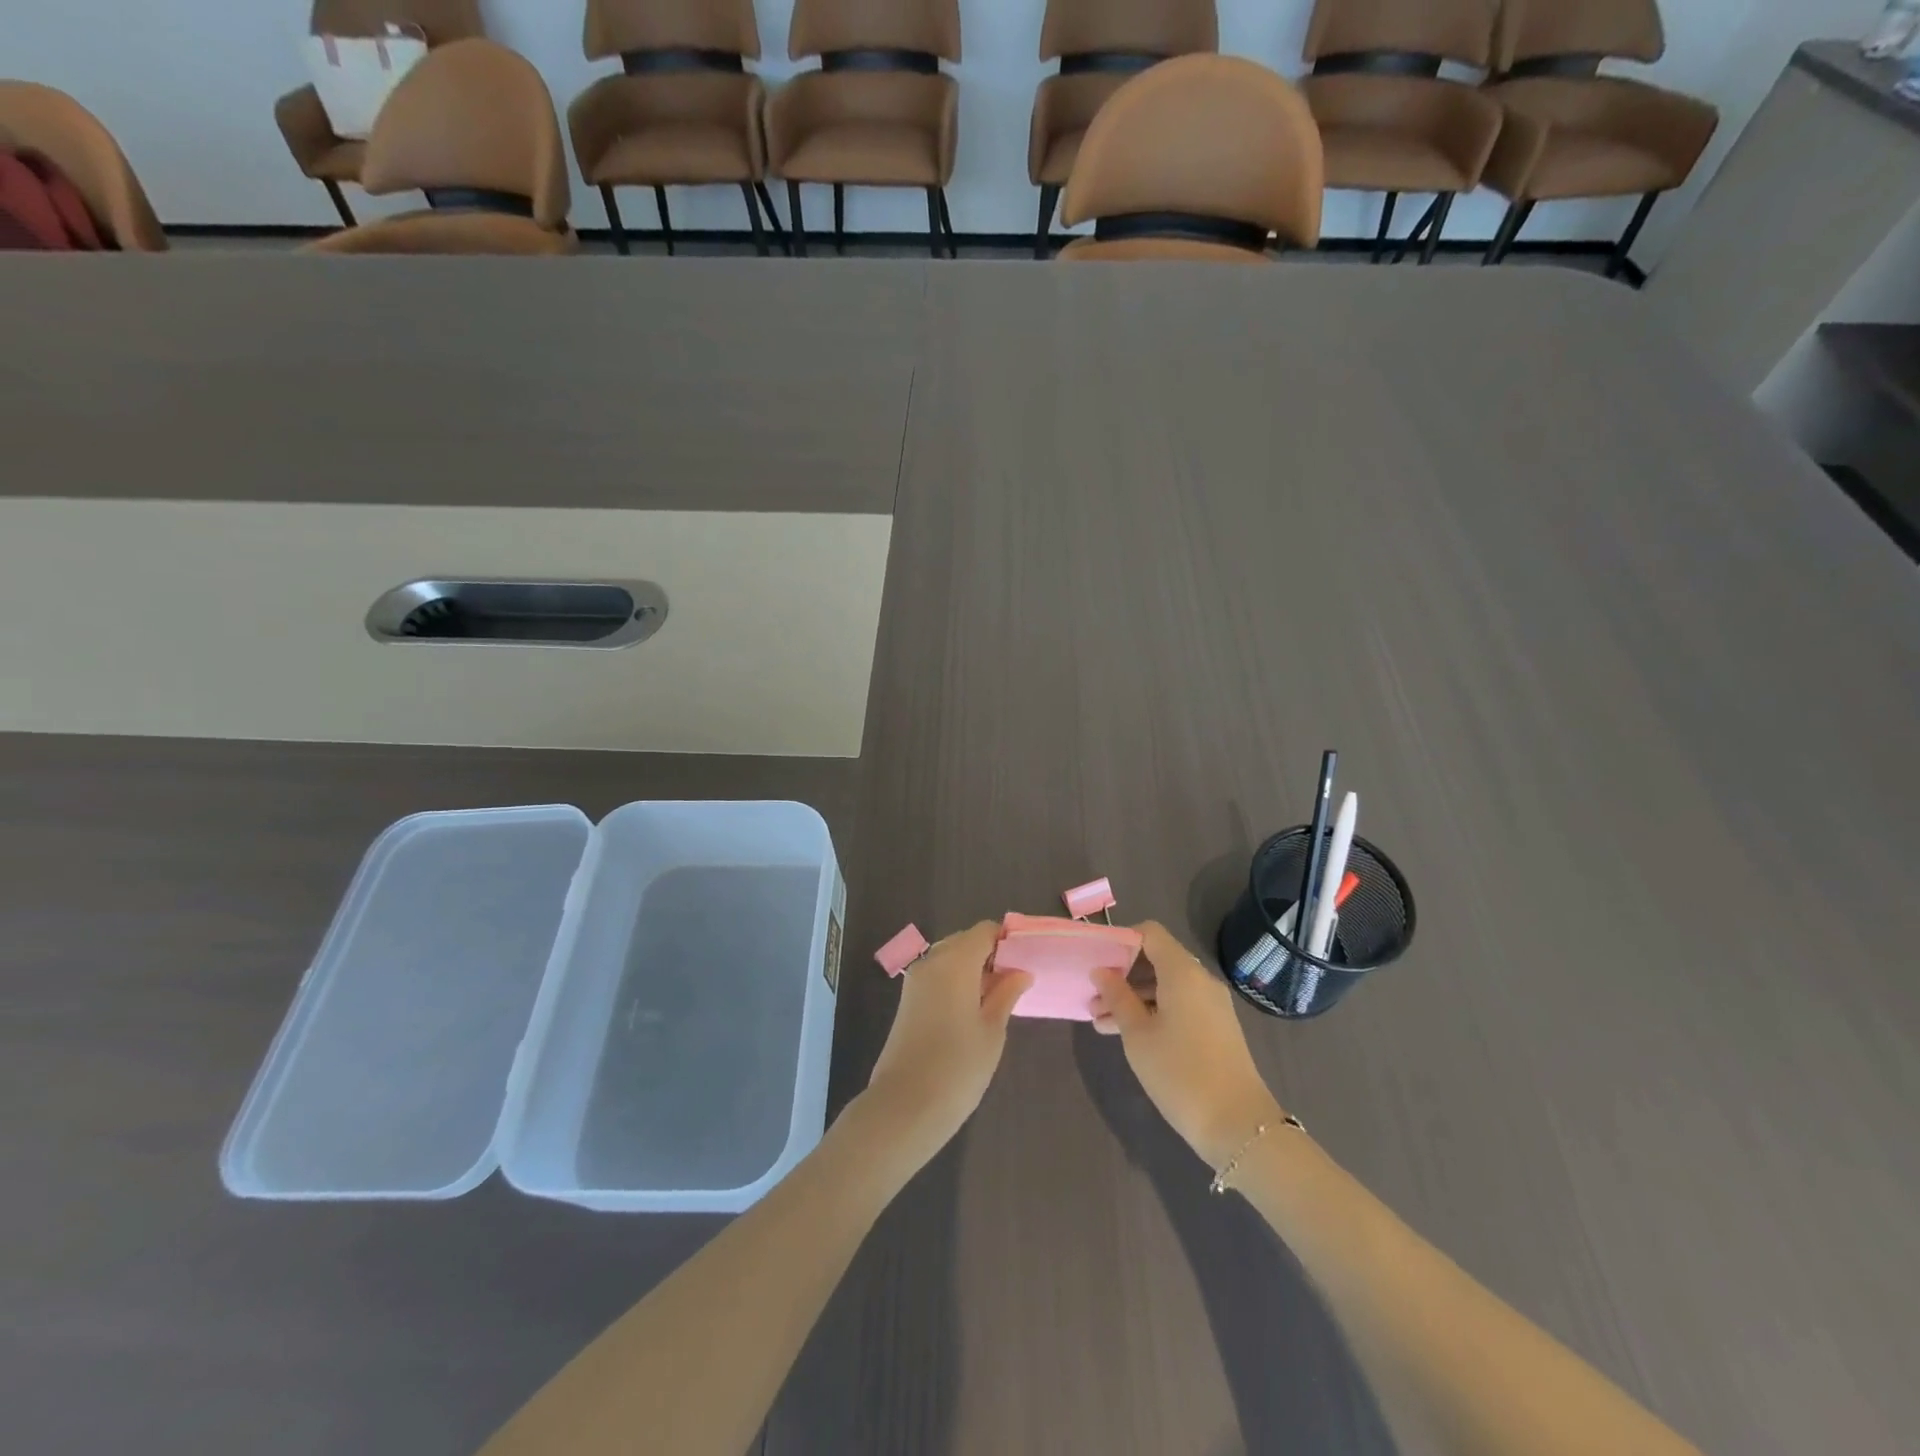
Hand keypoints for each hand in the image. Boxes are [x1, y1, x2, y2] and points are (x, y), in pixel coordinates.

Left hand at [864, 921, 1031, 1161]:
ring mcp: (915, 980)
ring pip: (950, 959)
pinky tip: (973, 1009)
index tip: (1026, 959)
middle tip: (1015, 982)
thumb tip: (1021, 972)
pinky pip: (937, 976)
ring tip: (997, 998)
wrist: (905, 1106)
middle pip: (965, 942)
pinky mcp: (907, 1000)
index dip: (1006, 940)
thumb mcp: (992, 1030)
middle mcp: (932, 962)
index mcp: (955, 961)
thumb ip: (1006, 994)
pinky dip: (956, 981)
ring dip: (973, 969)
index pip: (984, 931)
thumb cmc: (958, 1067)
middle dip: (990, 954)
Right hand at [1092, 921, 1282, 1167]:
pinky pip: (1179, 1005)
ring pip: (1165, 986)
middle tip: (1093, 999)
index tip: (1097, 962)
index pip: (1149, 933)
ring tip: (1100, 1023)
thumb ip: (1117, 997)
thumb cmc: (1179, 1072)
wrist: (1238, 1125)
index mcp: (1182, 972)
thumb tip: (1101, 971)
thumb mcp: (1137, 1034)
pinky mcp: (1215, 1027)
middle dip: (1122, 975)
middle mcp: (1200, 980)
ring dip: (1133, 997)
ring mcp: (1211, 1004)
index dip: (1121, 940)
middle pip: (1156, 959)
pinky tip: (1127, 1035)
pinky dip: (1153, 1011)